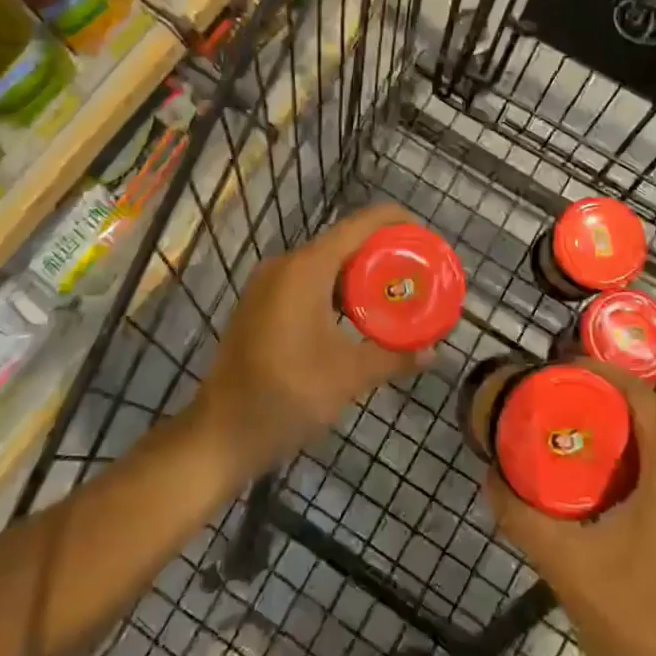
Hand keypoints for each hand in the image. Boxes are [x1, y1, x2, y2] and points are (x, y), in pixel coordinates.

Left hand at [196, 203, 430, 474]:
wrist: (221, 433)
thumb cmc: (287, 395)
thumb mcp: (349, 375)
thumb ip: (395, 357)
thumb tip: (434, 354)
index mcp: (307, 268)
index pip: (360, 225)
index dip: (396, 222)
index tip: (427, 236)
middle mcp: (285, 265)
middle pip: (344, 243)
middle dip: (383, 254)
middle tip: (418, 272)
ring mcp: (268, 285)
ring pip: (325, 265)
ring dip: (360, 276)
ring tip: (396, 294)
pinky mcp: (261, 305)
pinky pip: (308, 283)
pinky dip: (337, 291)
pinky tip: (359, 317)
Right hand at [486, 361, 655, 655]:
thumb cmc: (639, 628)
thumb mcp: (567, 566)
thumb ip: (522, 515)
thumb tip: (490, 475)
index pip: (642, 397)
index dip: (601, 373)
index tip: (560, 370)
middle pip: (653, 424)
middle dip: (605, 411)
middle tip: (557, 413)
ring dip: (624, 448)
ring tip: (575, 453)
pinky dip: (644, 479)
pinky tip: (610, 505)